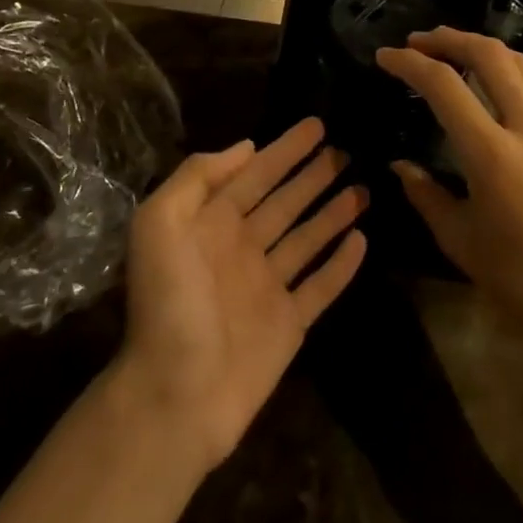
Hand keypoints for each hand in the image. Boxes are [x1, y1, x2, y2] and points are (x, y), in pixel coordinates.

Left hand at [113, 119, 367, 471]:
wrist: (175, 398)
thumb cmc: (168, 305)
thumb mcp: (159, 225)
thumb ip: (197, 178)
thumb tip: (246, 148)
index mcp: (211, 224)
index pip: (254, 175)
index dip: (284, 149)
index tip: (316, 125)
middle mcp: (241, 249)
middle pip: (285, 201)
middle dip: (312, 175)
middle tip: (345, 150)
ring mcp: (267, 287)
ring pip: (307, 238)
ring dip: (333, 212)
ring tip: (362, 187)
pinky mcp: (289, 324)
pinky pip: (321, 286)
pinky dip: (341, 265)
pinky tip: (362, 241)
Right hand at [376, 28, 522, 361]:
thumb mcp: (461, 242)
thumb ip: (426, 195)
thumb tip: (400, 166)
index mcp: (493, 156)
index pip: (444, 86)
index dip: (409, 63)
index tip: (385, 57)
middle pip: (489, 55)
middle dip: (449, 38)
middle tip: (418, 41)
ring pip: (520, 64)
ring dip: (480, 47)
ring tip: (451, 50)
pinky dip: (506, 72)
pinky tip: (490, 88)